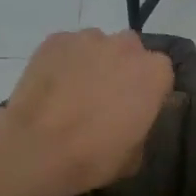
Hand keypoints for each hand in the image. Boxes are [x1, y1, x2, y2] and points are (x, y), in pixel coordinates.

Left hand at [0, 30, 173, 195]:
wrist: (35, 148)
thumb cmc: (93, 156)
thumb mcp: (134, 156)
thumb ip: (142, 127)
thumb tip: (132, 120)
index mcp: (154, 73)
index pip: (160, 74)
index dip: (148, 91)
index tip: (135, 109)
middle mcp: (126, 46)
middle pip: (130, 52)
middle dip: (122, 69)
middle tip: (105, 98)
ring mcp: (88, 38)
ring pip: (97, 46)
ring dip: (92, 63)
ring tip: (73, 92)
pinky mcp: (55, 40)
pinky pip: (67, 49)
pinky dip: (64, 62)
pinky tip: (52, 87)